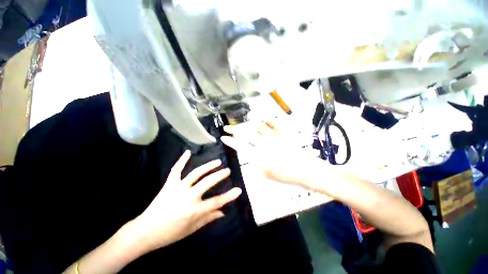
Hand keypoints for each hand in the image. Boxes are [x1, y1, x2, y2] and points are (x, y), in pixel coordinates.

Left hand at [132, 150, 241, 251]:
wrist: (145, 231)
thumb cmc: (170, 233)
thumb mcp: (192, 229)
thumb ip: (208, 218)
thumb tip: (223, 212)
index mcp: (194, 210)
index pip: (216, 202)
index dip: (229, 196)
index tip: (239, 190)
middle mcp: (188, 197)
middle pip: (208, 183)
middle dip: (220, 175)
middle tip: (228, 170)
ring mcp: (178, 188)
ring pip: (196, 173)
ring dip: (208, 166)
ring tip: (218, 161)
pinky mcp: (169, 184)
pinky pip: (176, 170)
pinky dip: (182, 160)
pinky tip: (188, 152)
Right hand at [221, 121, 328, 192]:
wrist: (308, 171)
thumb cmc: (288, 177)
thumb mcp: (269, 174)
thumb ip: (259, 165)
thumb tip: (254, 157)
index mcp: (260, 155)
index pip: (241, 146)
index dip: (231, 141)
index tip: (223, 137)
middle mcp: (265, 144)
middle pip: (246, 134)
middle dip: (234, 130)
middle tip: (227, 127)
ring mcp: (275, 137)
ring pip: (258, 126)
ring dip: (250, 126)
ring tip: (248, 127)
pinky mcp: (284, 133)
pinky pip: (274, 122)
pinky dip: (268, 121)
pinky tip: (266, 122)